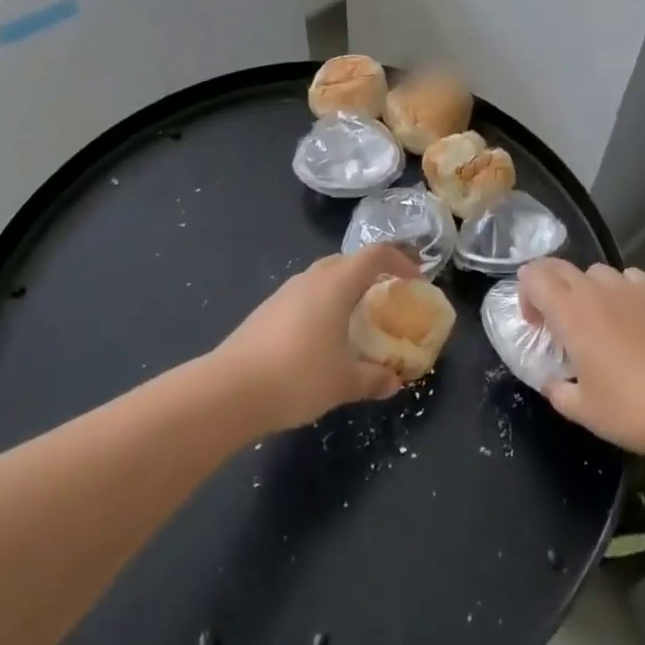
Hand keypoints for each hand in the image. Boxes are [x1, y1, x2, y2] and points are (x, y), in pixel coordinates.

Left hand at [215, 245, 419, 433]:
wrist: (229, 390)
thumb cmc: (298, 375)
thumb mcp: (344, 382)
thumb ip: (374, 378)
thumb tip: (394, 381)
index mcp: (336, 283)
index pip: (376, 254)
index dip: (401, 261)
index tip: (416, 280)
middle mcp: (312, 278)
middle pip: (348, 261)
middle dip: (372, 274)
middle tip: (387, 297)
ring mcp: (285, 292)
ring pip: (324, 277)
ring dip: (345, 289)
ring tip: (356, 319)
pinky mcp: (267, 310)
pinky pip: (306, 296)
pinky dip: (323, 305)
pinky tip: (322, 338)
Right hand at [518, 258, 644, 461]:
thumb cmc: (633, 409)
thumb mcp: (584, 411)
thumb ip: (559, 391)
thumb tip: (554, 383)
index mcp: (572, 313)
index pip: (534, 276)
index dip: (525, 293)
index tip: (535, 324)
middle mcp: (598, 290)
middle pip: (561, 267)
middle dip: (550, 286)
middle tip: (557, 321)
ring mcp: (632, 288)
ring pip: (596, 272)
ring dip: (586, 289)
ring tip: (597, 321)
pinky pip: (629, 278)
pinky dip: (620, 290)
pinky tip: (631, 317)